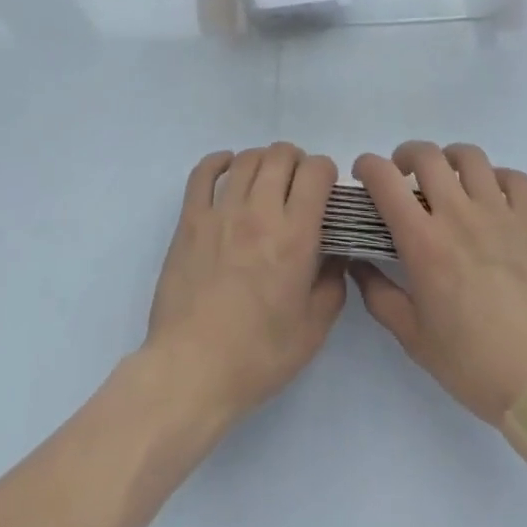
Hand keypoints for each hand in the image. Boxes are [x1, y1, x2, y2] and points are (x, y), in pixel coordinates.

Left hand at [143, 144, 346, 426]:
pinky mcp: (190, 219)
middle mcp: (260, 211)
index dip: (326, 172)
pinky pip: (203, 172)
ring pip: (247, 159)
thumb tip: (336, 253)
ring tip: (266, 179)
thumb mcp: (313, 330)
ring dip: (263, 160)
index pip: (316, 171)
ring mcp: (221, 211)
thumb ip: (333, 284)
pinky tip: (228, 167)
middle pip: (281, 155)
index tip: (326, 190)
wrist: (192, 370)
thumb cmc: (257, 356)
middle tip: (298, 185)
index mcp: (295, 236)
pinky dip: (218, 161)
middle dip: (297, 161)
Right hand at [351, 141, 526, 425]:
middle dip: (405, 156)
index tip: (364, 175)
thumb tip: (358, 264)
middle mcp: (459, 215)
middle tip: (404, 177)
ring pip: (469, 156)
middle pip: (426, 155)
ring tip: (448, 180)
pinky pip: (513, 178)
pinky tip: (492, 198)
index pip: (385, 179)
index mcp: (424, 242)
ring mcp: (500, 214)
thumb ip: (379, 296)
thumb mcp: (414, 339)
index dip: (367, 166)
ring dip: (450, 160)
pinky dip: (497, 178)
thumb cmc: (474, 365)